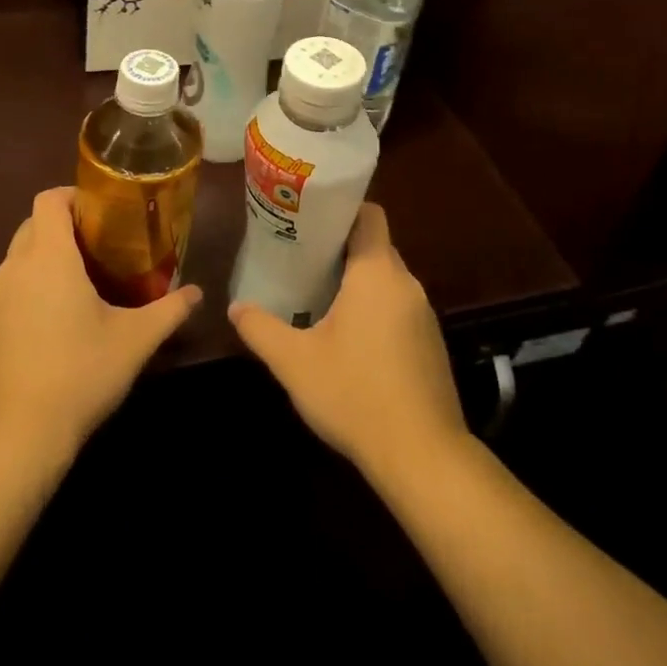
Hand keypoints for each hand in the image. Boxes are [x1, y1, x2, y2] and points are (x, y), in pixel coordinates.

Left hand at [0, 187, 201, 469]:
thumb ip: (169, 311)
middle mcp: (13, 269)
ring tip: (81, 286)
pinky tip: (53, 326)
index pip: (49, 200)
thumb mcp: (134, 341)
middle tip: (102, 247)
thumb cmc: (78, 376)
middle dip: (64, 227)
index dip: (74, 195)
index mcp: (48, 258)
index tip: (103, 211)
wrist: (10, 440)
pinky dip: (29, 291)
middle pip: (33, 225)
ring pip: (18, 260)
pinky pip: (7, 291)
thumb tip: (197, 293)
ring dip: (45, 260)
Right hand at [228, 204, 467, 483]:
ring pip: (387, 280)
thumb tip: (235, 307)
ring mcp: (424, 315)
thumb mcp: (294, 362)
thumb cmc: (355, 394)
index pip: (369, 215)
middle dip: (340, 249)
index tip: (309, 221)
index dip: (341, 210)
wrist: (422, 456)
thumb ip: (261, 329)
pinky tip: (350, 339)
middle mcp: (406, 284)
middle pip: (375, 247)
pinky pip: (399, 308)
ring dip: (358, 283)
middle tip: (301, 259)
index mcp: (377, 273)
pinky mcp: (431, 343)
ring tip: (319, 296)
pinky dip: (375, 310)